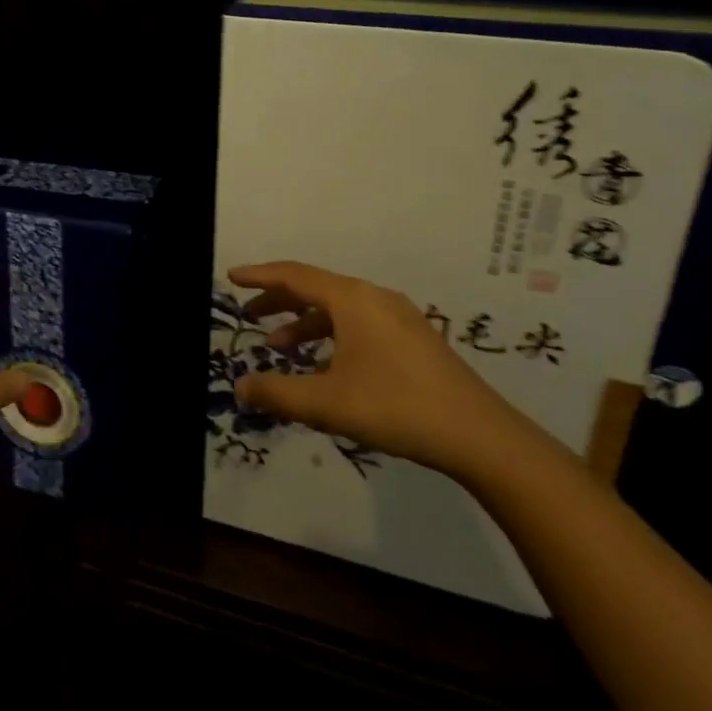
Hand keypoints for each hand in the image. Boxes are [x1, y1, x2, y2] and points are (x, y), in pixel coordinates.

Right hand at [228, 260, 539, 480]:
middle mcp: (375, 298)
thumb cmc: (394, 407)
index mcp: (352, 300)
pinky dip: (332, 334)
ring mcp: (399, 317)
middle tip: (249, 315)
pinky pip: (360, 323)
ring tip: (280, 345)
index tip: (233, 276)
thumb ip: (277, 393)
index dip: (260, 275)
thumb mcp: (326, 403)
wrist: (478, 435)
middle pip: (317, 288)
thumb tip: (240, 387)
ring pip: (339, 308)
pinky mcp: (414, 338)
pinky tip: (325, 365)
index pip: (295, 275)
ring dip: (306, 322)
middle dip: (279, 300)